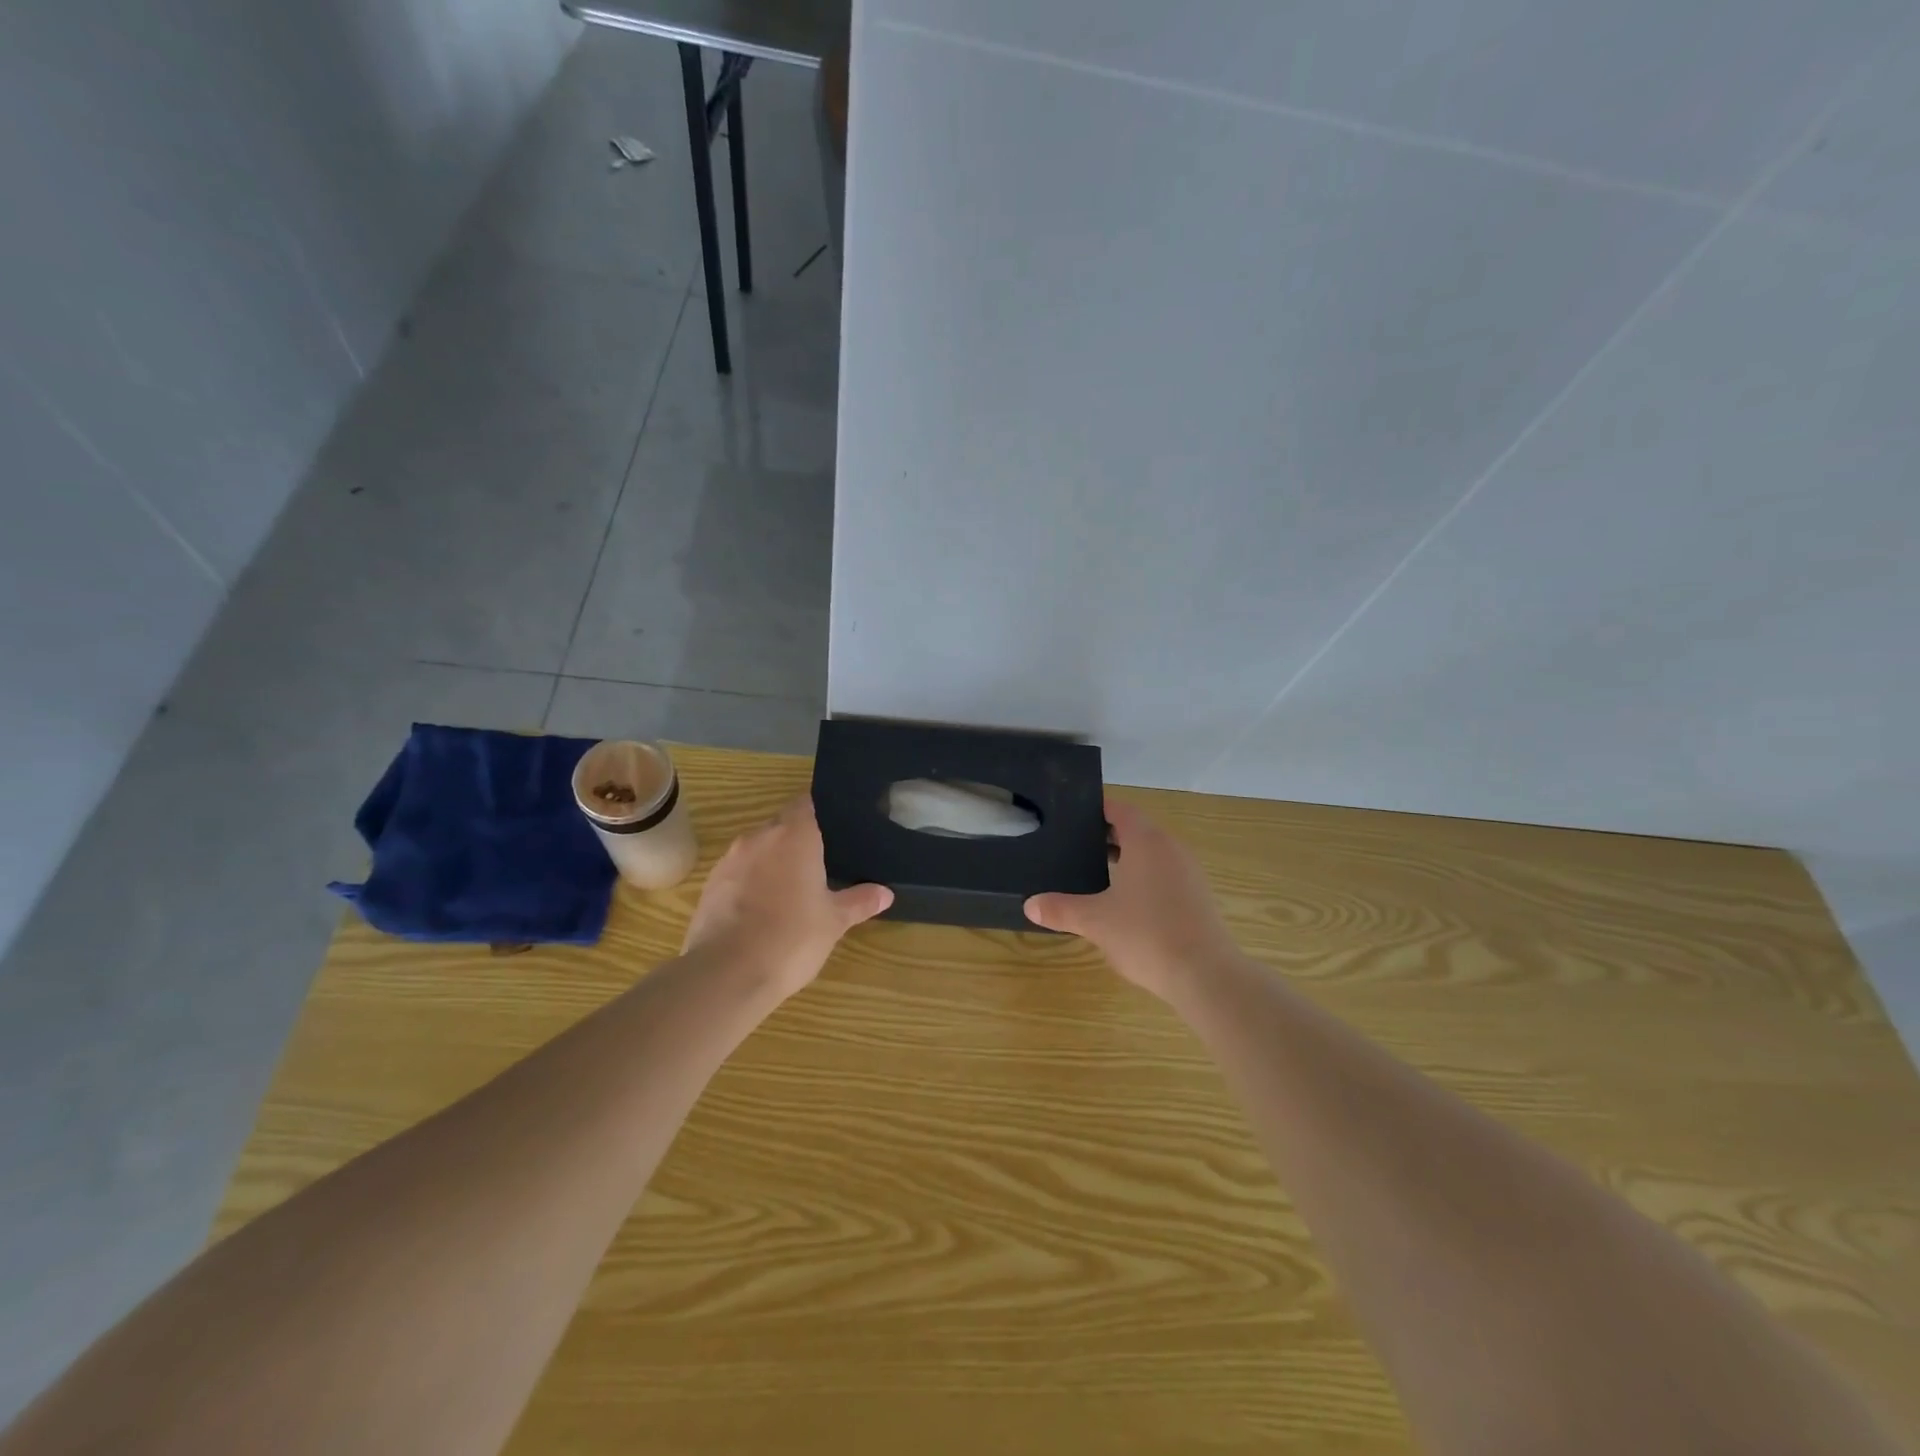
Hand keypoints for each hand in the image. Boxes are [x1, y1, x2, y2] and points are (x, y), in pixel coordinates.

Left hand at [683, 797, 892, 996]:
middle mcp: (759, 838)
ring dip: (771, 863)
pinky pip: (736, 874)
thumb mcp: (834, 921)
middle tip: (819, 865)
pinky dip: (749, 884)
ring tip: (790, 891)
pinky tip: (761, 912)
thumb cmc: (792, 938)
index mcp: (793, 836)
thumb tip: (885, 894)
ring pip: (756, 850)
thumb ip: (859, 902)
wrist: (727, 974)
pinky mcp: (709, 886)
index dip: (818, 811)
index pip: (805, 803)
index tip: (832, 827)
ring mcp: (729, 861)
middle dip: (797, 841)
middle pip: (780, 826)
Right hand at [1024, 798, 1237, 1001]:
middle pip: (1137, 829)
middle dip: (1108, 836)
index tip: (1073, 817)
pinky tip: (1127, 903)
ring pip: (1153, 853)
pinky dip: (1145, 878)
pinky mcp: (1199, 897)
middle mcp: (1171, 848)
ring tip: (1097, 874)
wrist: (1206, 975)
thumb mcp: (1095, 922)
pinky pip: (1166, 874)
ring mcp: (1189, 872)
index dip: (1098, 809)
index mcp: (1146, 841)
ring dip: (1128, 858)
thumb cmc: (1146, 935)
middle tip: (1076, 847)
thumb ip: (1061, 909)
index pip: (1120, 810)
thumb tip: (1029, 904)